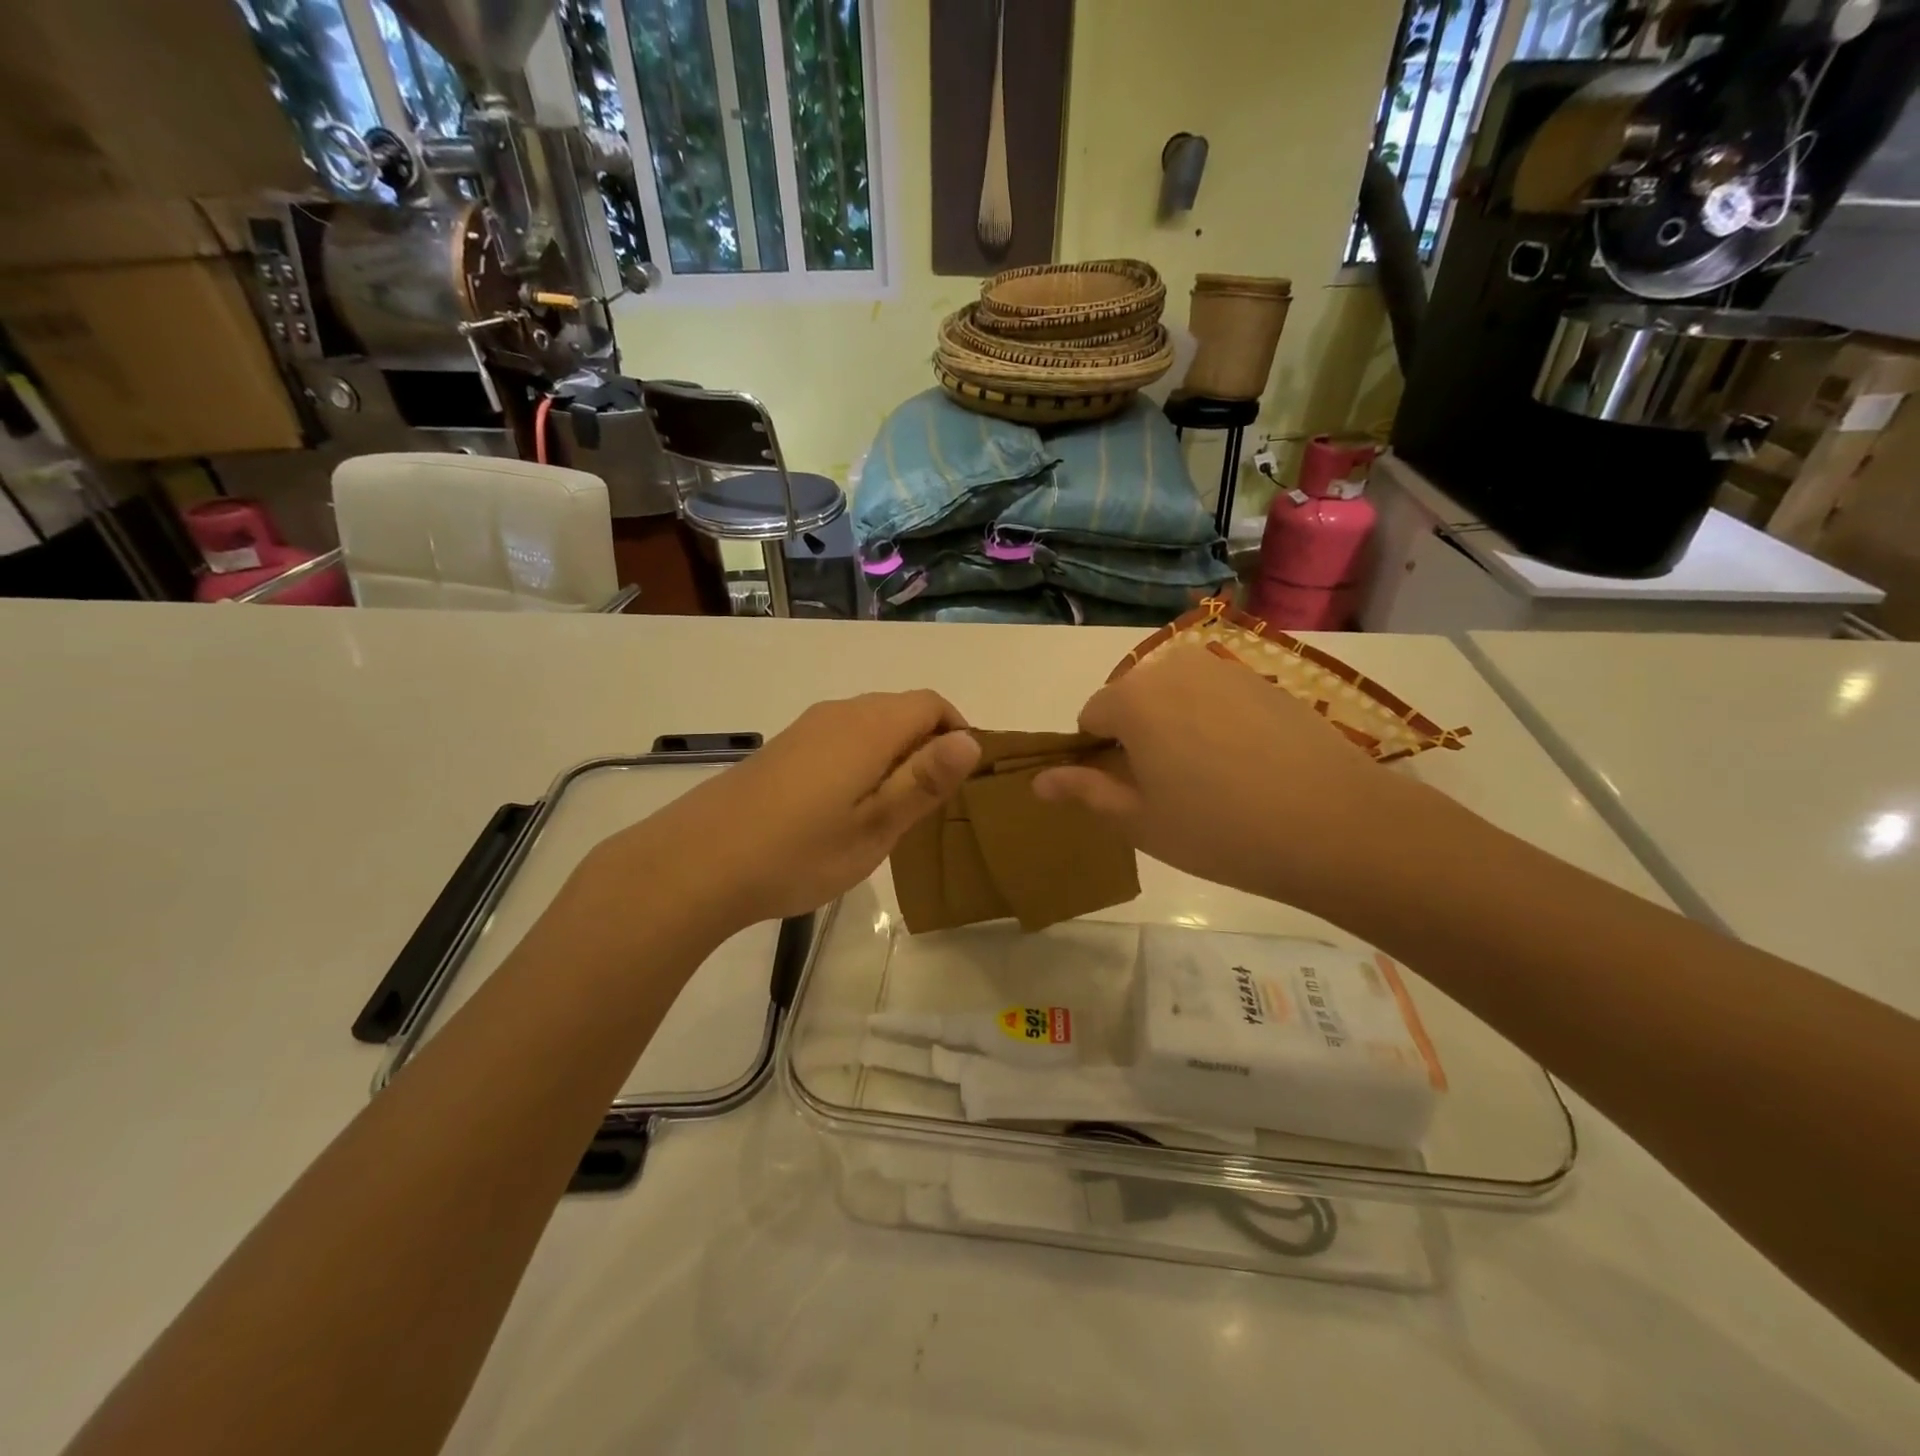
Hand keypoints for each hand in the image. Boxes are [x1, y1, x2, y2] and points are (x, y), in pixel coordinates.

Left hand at [589, 691, 980, 930]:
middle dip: (927, 747)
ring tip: (888, 813)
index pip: (932, 704)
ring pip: (870, 726)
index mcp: (870, 726)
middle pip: (902, 711)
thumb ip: (924, 781)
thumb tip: (971, 740)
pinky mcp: (784, 748)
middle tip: (927, 807)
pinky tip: (843, 810)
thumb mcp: (876, 826)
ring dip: (893, 757)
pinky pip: (841, 740)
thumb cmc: (800, 851)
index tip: (959, 782)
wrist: (697, 862)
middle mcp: (840, 713)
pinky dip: (861, 762)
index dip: (957, 733)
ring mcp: (806, 728)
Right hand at [1032, 646, 1412, 910]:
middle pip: (1132, 699)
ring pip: (1175, 694)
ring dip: (1175, 725)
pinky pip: (1216, 695)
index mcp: (1133, 698)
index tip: (1126, 790)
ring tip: (1209, 776)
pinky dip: (1215, 721)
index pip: (1091, 716)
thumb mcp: (1139, 821)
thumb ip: (1084, 791)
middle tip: (1168, 788)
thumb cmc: (1220, 829)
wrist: (1334, 825)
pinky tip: (1246, 763)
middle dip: (1136, 735)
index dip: (1098, 754)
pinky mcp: (1265, 679)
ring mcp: (1225, 668)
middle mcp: (1174, 668)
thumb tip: (1038, 781)